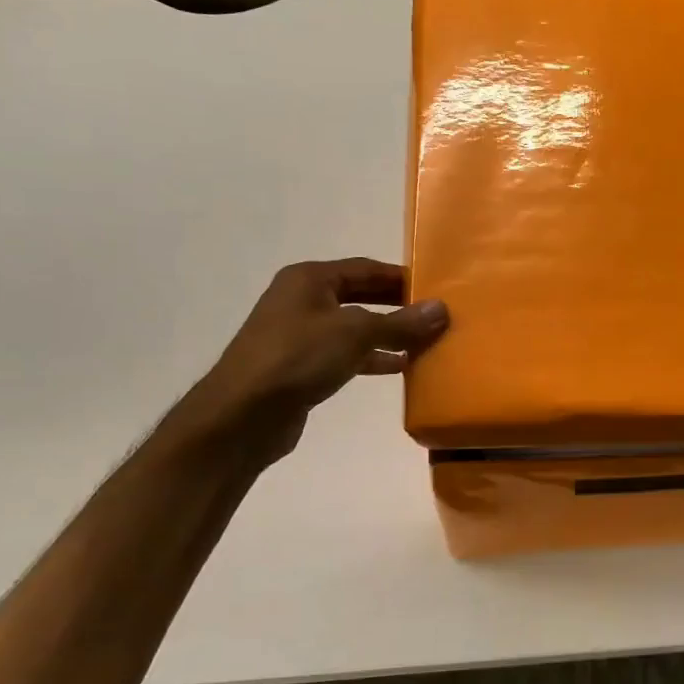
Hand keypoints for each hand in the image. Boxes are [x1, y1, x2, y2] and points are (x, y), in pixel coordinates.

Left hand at [186, 258, 447, 463]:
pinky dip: (371, 357)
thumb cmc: (298, 357)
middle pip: (360, 295)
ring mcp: (299, 334)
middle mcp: (302, 300)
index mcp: (310, 278)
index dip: (401, 277)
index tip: (435, 287)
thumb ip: (400, 322)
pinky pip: (345, 354)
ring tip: (425, 342)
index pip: (366, 268)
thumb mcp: (356, 333)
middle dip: (397, 306)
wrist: (242, 415)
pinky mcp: (301, 366)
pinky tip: (399, 366)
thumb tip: (441, 309)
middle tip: (434, 315)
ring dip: (387, 334)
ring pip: (354, 327)